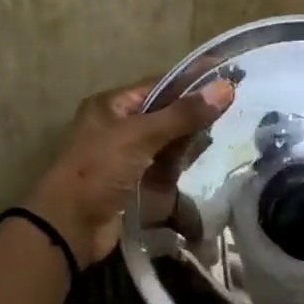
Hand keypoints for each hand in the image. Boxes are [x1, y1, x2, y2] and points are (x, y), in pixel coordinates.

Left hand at [24, 76, 235, 266]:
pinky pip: (165, 168)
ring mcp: (127, 157)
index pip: (159, 85)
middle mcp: (119, 127)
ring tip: (223, 136)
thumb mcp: (140, 136)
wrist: (70, 226)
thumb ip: (183, 114)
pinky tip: (204, 164)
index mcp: (112, 106)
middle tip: (233, 109)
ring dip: (190, 142)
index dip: (192, 81)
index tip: (228, 76)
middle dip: (194, 114)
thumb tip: (226, 88)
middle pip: (166, 114)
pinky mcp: (135, 184)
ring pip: (168, 142)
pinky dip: (182, 166)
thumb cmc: (99, 170)